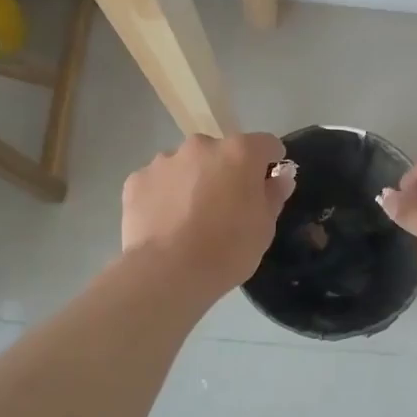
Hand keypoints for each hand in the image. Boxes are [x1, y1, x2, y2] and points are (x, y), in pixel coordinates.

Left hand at [121, 133, 295, 299]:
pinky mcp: (137, 180)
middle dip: (226, 171)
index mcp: (240, 152)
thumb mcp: (265, 226)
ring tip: (190, 218)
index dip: (270, 163)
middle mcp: (201, 145)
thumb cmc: (228, 249)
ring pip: (187, 165)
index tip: (267, 185)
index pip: (266, 144)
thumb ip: (273, 194)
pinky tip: (165, 224)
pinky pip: (158, 182)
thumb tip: (279, 177)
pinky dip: (164, 195)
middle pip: (222, 152)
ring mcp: (165, 160)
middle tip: (226, 207)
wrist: (167, 272)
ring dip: (193, 181)